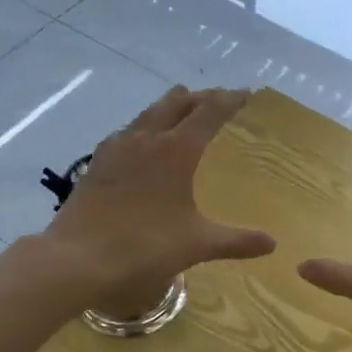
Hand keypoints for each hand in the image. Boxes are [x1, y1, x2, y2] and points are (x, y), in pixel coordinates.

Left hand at [39, 87, 275, 316]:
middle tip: (215, 97)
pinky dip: (142, 126)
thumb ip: (237, 241)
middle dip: (199, 97)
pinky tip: (138, 139)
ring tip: (180, 106)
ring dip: (168, 106)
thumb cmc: (145, 246)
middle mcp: (147, 139)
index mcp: (177, 151)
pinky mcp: (97, 162)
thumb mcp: (197, 244)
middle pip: (176, 104)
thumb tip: (272, 243)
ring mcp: (117, 148)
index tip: (244, 93)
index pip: (209, 113)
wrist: (79, 257)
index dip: (229, 101)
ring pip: (148, 113)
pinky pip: (126, 132)